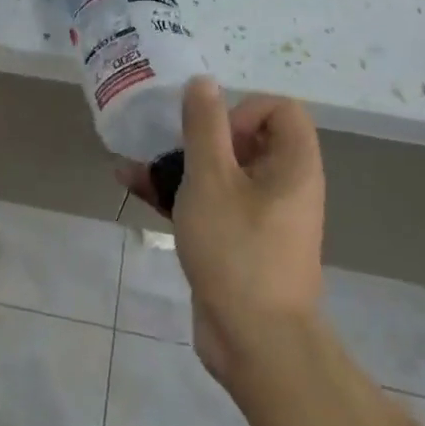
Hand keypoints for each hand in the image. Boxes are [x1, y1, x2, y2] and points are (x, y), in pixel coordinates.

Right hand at [122, 79, 325, 385]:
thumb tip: (204, 82)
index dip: (244, 110)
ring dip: (178, 163)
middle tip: (171, 147)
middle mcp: (283, 186)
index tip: (215, 135)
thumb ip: (204, 126)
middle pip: (246, 139)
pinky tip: (132, 185)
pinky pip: (209, 203)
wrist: (254, 343)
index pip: (281, 110)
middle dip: (199, 135)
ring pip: (220, 172)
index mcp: (292, 166)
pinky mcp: (237, 241)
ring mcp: (260, 217)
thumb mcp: (212, 179)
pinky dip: (177, 193)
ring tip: (136, 162)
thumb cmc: (237, 250)